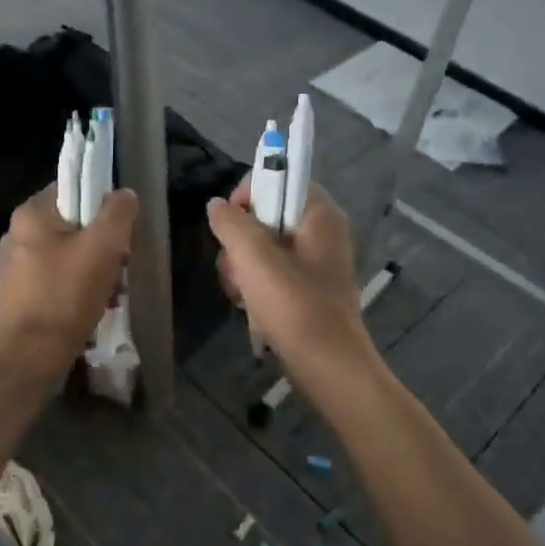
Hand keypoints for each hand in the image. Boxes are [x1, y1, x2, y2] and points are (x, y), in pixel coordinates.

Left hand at [0, 185, 137, 375]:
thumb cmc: (66, 295)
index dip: (103, 203)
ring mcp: (18, 264)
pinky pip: (60, 276)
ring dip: (97, 268)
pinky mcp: (22, 292)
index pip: (73, 187)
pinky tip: (97, 305)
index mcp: (31, 213)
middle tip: (121, 265)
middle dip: (104, 243)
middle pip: (75, 222)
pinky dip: (81, 286)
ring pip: (70, 252)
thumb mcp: (103, 247)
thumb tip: (124, 194)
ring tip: (113, 291)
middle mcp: (18, 233)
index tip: (120, 229)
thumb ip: (118, 213)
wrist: (31, 356)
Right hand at [208, 180, 373, 369]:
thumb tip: (217, 206)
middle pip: (265, 215)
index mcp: (320, 213)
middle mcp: (321, 231)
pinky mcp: (307, 289)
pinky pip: (270, 273)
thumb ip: (231, 222)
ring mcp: (315, 262)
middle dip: (239, 241)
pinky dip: (254, 285)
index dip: (248, 195)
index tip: (229, 224)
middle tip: (236, 268)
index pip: (278, 178)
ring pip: (262, 247)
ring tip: (240, 294)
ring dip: (241, 267)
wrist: (328, 367)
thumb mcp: (254, 257)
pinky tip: (248, 306)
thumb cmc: (294, 305)